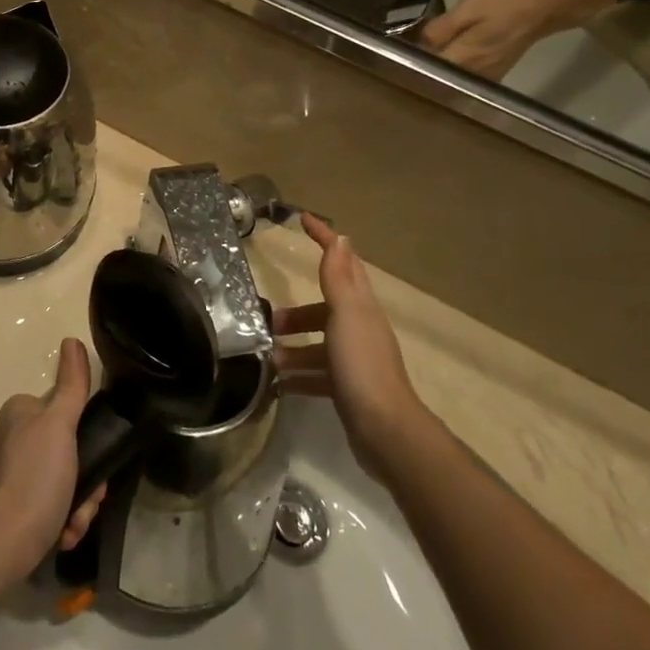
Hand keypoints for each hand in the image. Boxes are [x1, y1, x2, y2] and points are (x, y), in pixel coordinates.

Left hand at [0, 337, 106, 577]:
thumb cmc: (33, 480)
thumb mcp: (60, 426)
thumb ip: (72, 385)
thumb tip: (72, 340)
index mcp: (19, 413)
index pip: (66, 415)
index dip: (88, 441)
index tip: (96, 464)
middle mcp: (10, 438)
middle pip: (67, 452)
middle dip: (84, 482)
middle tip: (87, 503)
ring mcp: (7, 475)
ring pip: (61, 482)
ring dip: (76, 506)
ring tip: (72, 526)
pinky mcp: (7, 508)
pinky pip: (46, 506)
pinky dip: (59, 521)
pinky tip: (61, 536)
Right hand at [272, 214, 423, 473]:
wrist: (384, 430)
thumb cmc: (361, 364)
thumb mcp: (345, 314)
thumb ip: (339, 278)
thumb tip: (341, 237)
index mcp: (361, 307)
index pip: (343, 261)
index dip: (325, 239)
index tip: (303, 219)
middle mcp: (359, 329)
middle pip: (324, 309)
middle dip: (296, 312)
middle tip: (269, 318)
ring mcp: (354, 360)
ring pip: (317, 344)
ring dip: (292, 347)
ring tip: (266, 357)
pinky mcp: (346, 388)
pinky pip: (316, 374)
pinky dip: (297, 376)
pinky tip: (278, 384)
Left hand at [416, 0, 567, 80]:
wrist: (542, 9)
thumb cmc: (503, 5)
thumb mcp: (467, 8)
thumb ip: (441, 28)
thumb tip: (419, 43)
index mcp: (463, 60)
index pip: (426, 71)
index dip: (411, 62)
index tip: (400, 52)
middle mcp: (472, 76)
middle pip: (436, 78)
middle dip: (422, 66)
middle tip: (409, 50)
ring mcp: (485, 79)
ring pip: (450, 79)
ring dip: (437, 68)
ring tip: (425, 52)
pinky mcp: (493, 76)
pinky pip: (464, 77)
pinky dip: (453, 69)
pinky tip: (447, 55)